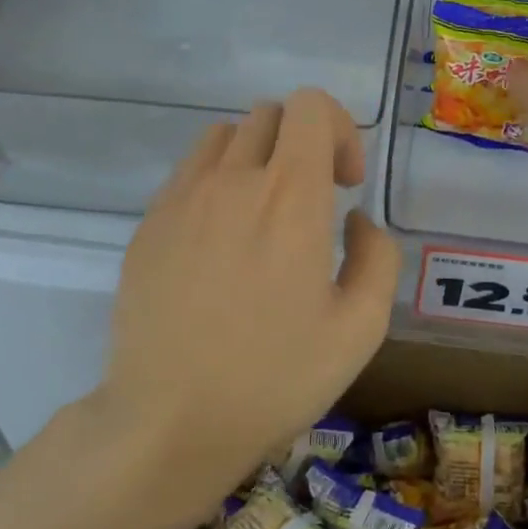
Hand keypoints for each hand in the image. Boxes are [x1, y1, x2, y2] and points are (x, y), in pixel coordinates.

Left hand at [100, 89, 399, 502]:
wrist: (170, 422)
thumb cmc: (275, 377)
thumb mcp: (362, 327)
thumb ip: (378, 256)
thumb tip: (355, 219)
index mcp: (290, 196)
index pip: (311, 106)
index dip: (340, 130)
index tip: (346, 184)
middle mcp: (233, 180)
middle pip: (271, 113)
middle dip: (303, 142)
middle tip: (312, 200)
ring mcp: (182, 198)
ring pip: (226, 136)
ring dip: (258, 157)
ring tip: (264, 214)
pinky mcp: (149, 223)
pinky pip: (190, 171)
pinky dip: (217, 182)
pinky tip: (221, 241)